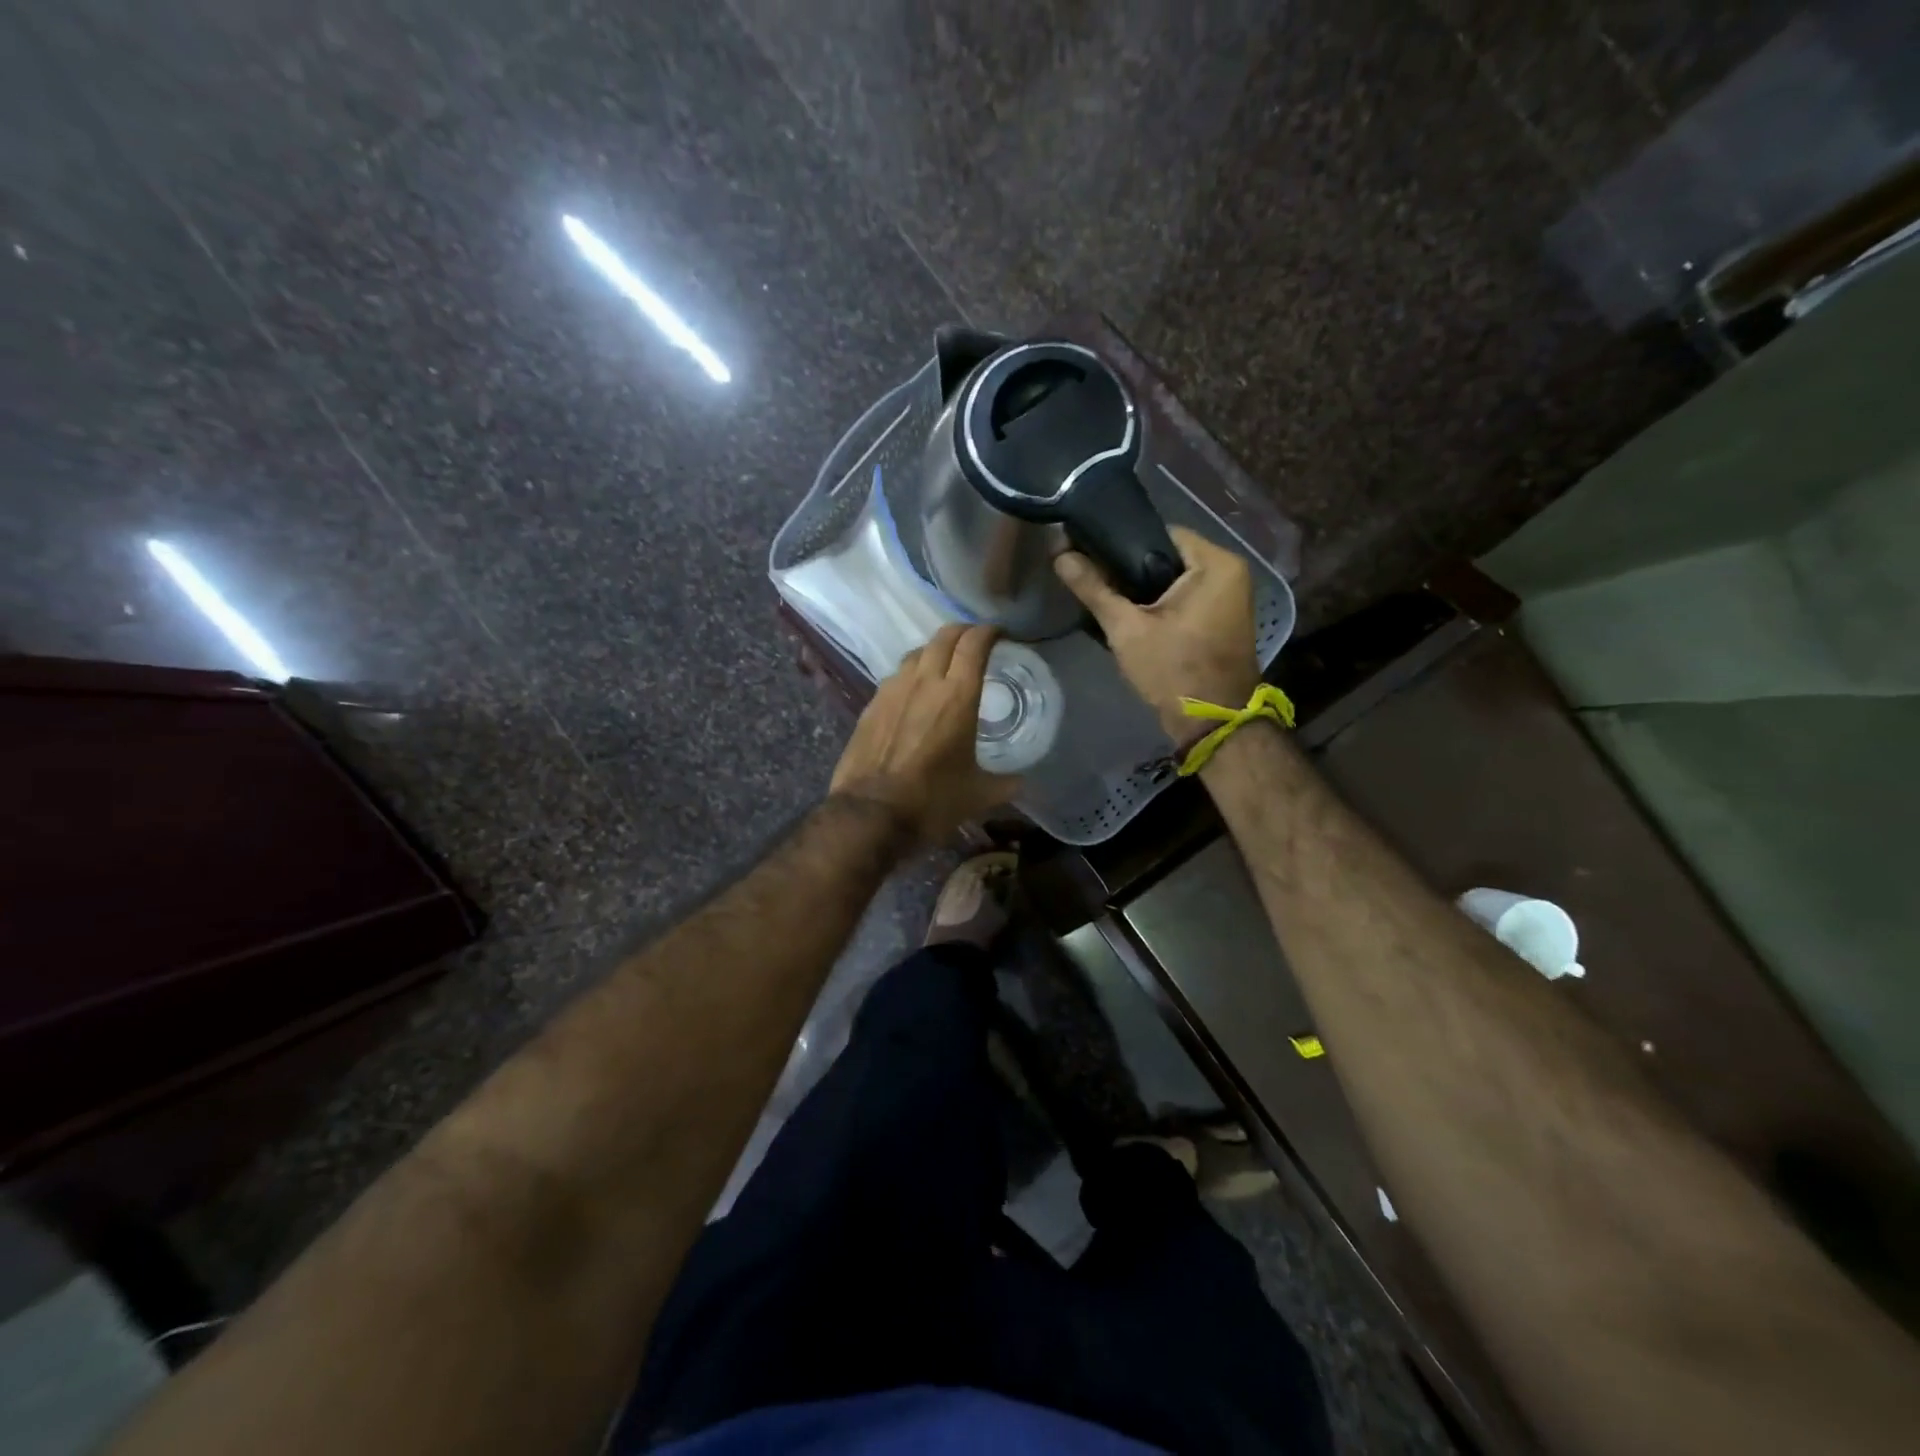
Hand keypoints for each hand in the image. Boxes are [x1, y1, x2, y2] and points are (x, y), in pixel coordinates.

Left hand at [830, 623, 1022, 842]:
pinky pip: (896, 677)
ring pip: (916, 653)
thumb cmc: (932, 801)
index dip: (989, 631)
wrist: (870, 814)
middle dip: (963, 631)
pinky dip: (911, 675)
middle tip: (975, 641)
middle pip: (944, 637)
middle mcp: (924, 682)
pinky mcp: (871, 705)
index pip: (974, 644)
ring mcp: (892, 690)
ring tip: (944, 665)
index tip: (1000, 634)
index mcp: (957, 696)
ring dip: (934, 651)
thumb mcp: (978, 795)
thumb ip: (1005, 783)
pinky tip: (914, 693)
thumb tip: (1021, 781)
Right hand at [1054, 526, 1259, 738]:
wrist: (1210, 723)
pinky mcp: (1222, 618)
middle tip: (1094, 579)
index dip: (1123, 543)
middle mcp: (1231, 571)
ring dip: (1145, 589)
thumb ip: (1094, 589)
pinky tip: (1133, 616)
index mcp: (1216, 563)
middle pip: (1168, 556)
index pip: (1161, 533)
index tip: (1091, 555)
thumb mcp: (1127, 629)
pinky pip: (1186, 597)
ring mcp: (1230, 596)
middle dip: (1131, 569)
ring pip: (1175, 579)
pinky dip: (1161, 604)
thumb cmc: (1173, 670)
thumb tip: (1060, 556)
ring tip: (1108, 596)